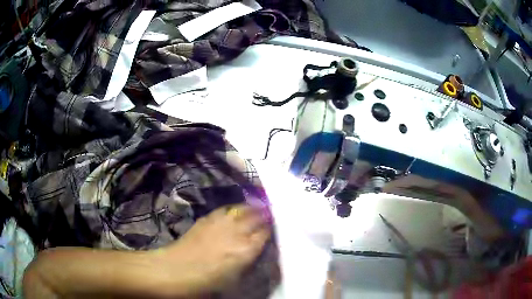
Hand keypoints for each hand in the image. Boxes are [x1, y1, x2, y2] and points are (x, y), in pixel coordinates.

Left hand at [154, 204, 271, 295]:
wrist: (177, 270)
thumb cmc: (208, 281)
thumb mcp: (235, 278)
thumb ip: (248, 261)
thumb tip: (256, 251)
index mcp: (246, 250)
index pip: (266, 233)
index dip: (272, 228)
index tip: (276, 226)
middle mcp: (237, 232)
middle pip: (257, 217)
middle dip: (266, 213)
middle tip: (272, 212)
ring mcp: (221, 223)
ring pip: (242, 209)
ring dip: (252, 207)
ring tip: (258, 206)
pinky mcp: (208, 218)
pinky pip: (226, 209)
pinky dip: (234, 208)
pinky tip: (236, 210)